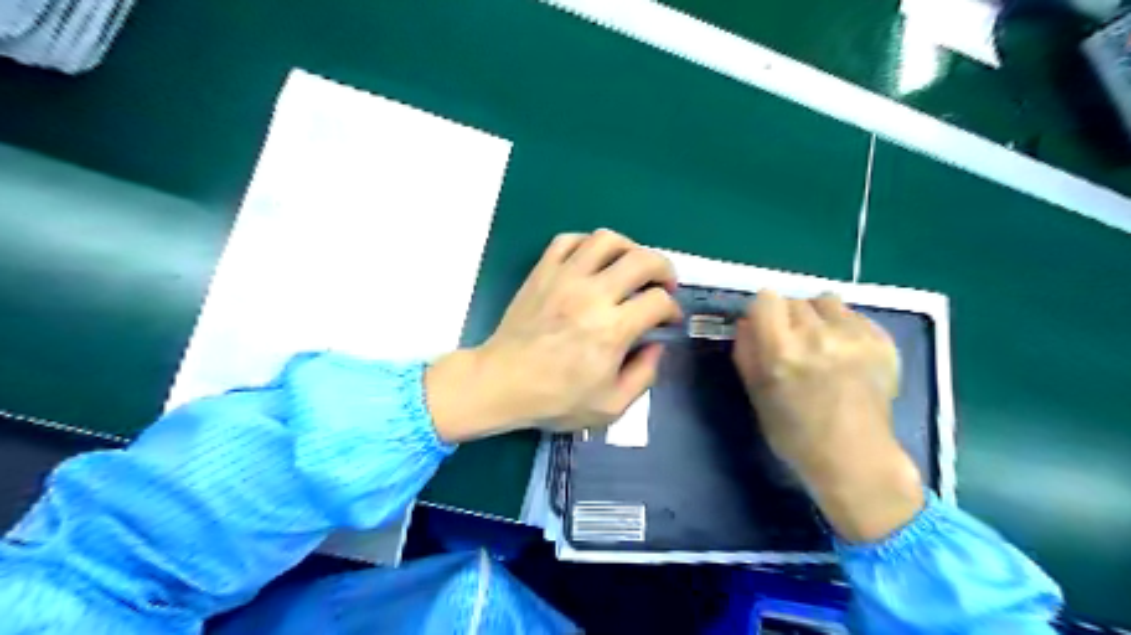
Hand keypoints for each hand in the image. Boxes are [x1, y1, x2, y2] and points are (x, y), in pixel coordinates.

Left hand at [424, 230, 677, 443]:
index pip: (658, 301)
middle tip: (663, 285)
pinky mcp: (542, 272)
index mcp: (612, 329)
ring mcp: (564, 278)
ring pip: (607, 239)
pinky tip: (593, 262)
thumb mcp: (611, 406)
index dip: (672, 309)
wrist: (501, 383)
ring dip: (629, 248)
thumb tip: (657, 346)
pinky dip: (587, 244)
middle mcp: (592, 295)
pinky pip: (568, 240)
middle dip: (664, 269)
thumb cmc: (555, 399)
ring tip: (630, 266)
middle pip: (642, 259)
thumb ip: (644, 376)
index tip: (668, 320)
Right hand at [734, 289, 926, 543]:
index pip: (767, 298)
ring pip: (826, 301)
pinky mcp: (882, 341)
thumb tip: (745, 321)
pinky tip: (845, 354)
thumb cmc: (794, 433)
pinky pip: (854, 316)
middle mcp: (817, 335)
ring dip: (817, 316)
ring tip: (821, 343)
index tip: (765, 328)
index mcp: (781, 351)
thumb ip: (746, 352)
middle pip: (794, 300)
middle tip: (793, 344)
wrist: (854, 458)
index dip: (763, 311)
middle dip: (789, 317)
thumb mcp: (756, 394)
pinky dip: (844, 327)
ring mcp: (854, 336)